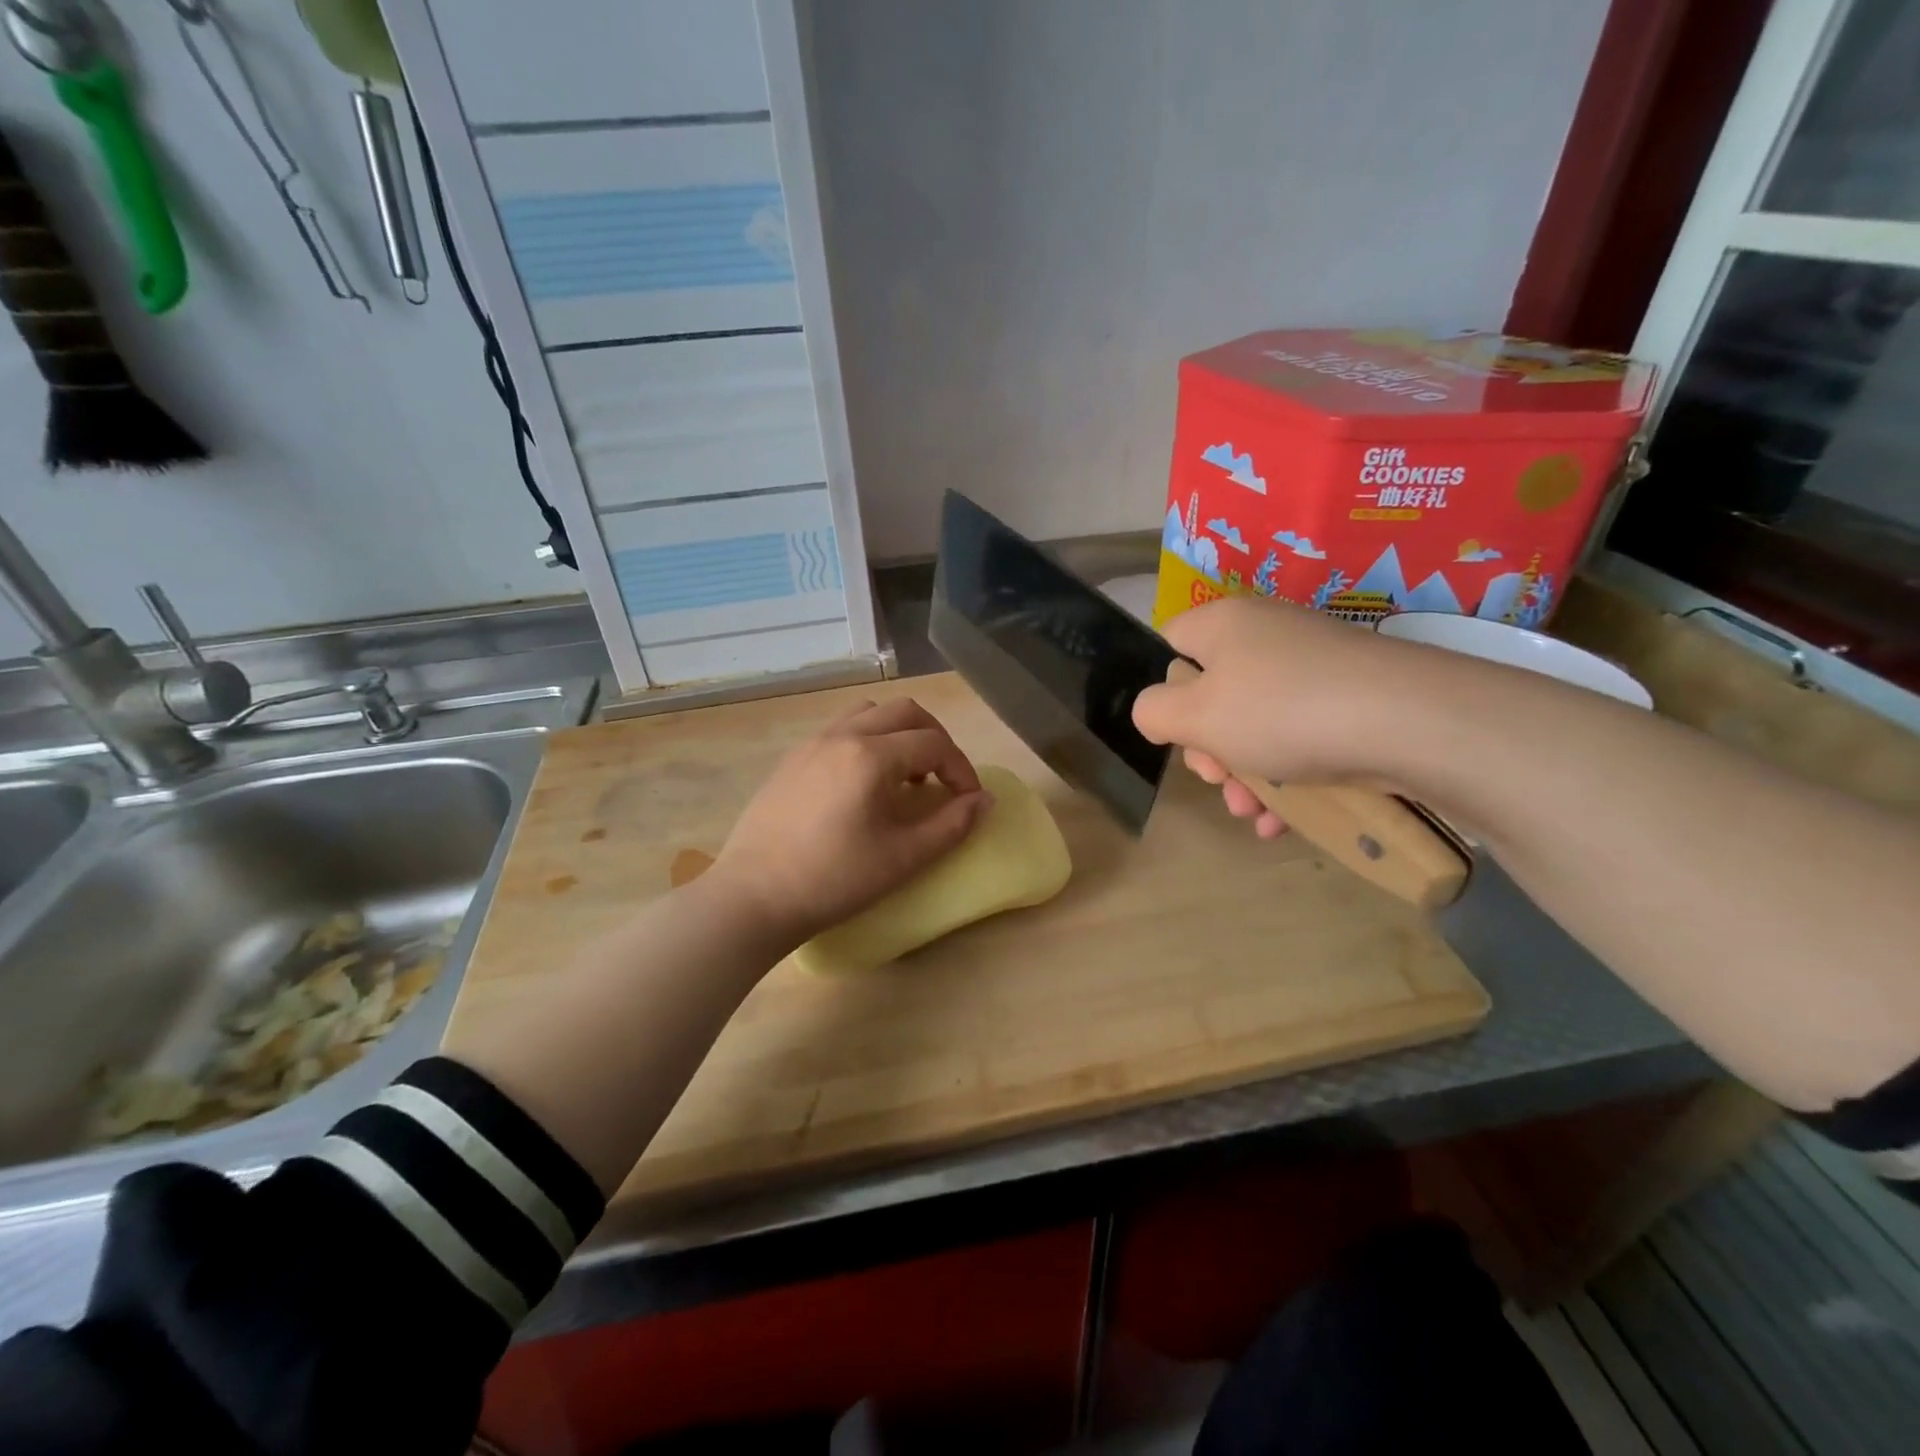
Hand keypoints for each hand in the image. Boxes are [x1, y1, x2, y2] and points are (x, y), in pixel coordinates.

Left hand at [709, 699, 992, 945]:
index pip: (934, 743)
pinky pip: (840, 730)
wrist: (753, 897)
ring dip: (898, 733)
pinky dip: (867, 740)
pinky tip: (864, 784)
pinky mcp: (791, 760)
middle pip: (904, 711)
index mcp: (872, 755)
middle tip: (943, 777)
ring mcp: (812, 744)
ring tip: (904, 774)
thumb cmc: (834, 880)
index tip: (968, 801)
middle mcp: (842, 736)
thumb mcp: (903, 858)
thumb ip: (952, 825)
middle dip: (935, 738)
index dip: (961, 768)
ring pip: (869, 713)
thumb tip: (983, 801)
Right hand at [1131, 597, 1414, 834]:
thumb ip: (1153, 712)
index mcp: (1223, 624)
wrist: (1410, 722)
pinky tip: (1283, 819)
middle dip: (1209, 749)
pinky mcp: (1351, 696)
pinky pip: (1300, 734)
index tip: (1178, 731)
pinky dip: (1287, 775)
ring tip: (1252, 812)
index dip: (1165, 690)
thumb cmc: (1281, 711)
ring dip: (1245, 774)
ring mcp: (1314, 665)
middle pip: (1214, 691)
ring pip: (1257, 722)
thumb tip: (1155, 711)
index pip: (1171, 643)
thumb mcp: (1195, 717)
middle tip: (1219, 780)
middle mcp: (1266, 634)